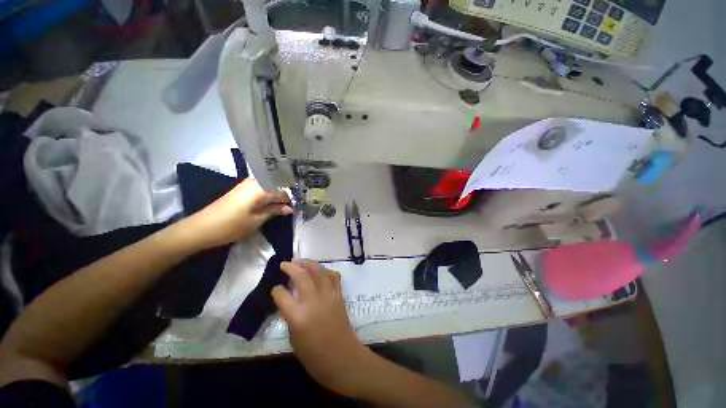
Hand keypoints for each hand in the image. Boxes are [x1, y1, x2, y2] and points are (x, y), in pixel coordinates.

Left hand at [182, 178, 291, 249]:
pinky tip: (274, 201)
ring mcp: (247, 184)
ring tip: (288, 203)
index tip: (302, 204)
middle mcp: (255, 181)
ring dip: (279, 194)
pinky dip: (270, 194)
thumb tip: (290, 208)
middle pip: (278, 185)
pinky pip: (262, 188)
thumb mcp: (257, 220)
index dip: (294, 198)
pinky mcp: (242, 189)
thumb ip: (275, 211)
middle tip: (297, 204)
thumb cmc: (231, 225)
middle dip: (288, 194)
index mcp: (261, 188)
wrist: (200, 228)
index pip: (284, 190)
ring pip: (270, 186)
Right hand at [272, 260, 372, 396]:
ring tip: (299, 261)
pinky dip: (324, 270)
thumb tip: (289, 299)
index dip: (276, 290)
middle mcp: (313, 301)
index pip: (282, 295)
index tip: (275, 288)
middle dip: (291, 267)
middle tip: (285, 264)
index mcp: (298, 317)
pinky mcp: (339, 294)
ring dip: (308, 263)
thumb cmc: (314, 357)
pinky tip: (319, 271)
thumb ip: (290, 316)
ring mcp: (329, 295)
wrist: (343, 358)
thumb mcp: (294, 339)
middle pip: (301, 276)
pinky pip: (332, 276)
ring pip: (318, 271)